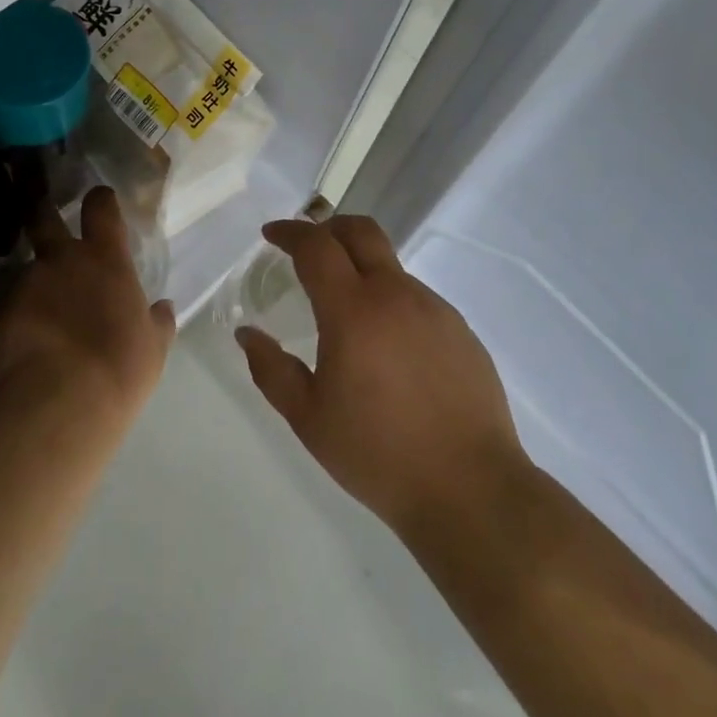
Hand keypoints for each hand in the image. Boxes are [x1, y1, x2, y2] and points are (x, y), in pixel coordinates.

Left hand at [0, 187, 175, 417]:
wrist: (59, 403)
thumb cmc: (120, 368)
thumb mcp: (154, 346)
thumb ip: (158, 321)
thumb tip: (162, 308)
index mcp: (106, 260)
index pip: (101, 208)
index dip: (100, 199)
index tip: (100, 200)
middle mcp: (62, 260)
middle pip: (44, 218)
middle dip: (43, 212)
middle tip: (45, 218)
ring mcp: (26, 285)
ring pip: (30, 272)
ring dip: (39, 284)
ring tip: (46, 315)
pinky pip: (14, 309)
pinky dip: (23, 320)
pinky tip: (31, 345)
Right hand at [234, 216, 524, 538]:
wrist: (470, 489)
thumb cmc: (377, 454)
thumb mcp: (309, 418)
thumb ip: (271, 370)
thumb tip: (247, 334)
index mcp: (353, 311)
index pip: (317, 247)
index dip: (290, 232)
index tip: (271, 234)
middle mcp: (396, 296)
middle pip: (361, 231)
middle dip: (328, 227)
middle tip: (307, 248)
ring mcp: (435, 309)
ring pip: (390, 267)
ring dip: (361, 270)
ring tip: (346, 314)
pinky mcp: (460, 330)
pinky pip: (416, 298)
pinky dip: (390, 301)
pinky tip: (387, 347)